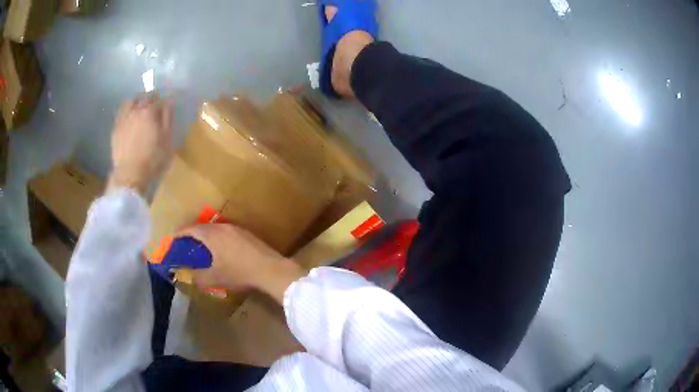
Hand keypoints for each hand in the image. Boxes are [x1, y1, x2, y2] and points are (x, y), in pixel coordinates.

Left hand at [108, 94, 173, 193]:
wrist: (130, 174)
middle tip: (153, 107)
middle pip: (143, 97)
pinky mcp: (115, 128)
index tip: (165, 106)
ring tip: (139, 109)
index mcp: (150, 111)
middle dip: (149, 99)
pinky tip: (129, 118)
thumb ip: (168, 119)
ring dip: (136, 102)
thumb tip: (169, 102)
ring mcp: (124, 118)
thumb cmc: (152, 159)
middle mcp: (136, 110)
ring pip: (130, 101)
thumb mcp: (167, 140)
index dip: (163, 101)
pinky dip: (126, 111)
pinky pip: (121, 113)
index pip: (158, 98)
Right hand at [178, 224, 306, 302]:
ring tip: (201, 246)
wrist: (270, 269)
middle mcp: (222, 227)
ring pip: (215, 228)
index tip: (173, 239)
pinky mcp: (247, 234)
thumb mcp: (215, 278)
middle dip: (192, 234)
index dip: (180, 233)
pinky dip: (217, 237)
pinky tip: (220, 248)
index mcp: (212, 234)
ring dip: (206, 235)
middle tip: (185, 243)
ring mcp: (236, 228)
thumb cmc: (239, 273)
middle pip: (202, 227)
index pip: (191, 229)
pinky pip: (225, 232)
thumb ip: (198, 277)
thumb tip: (187, 276)